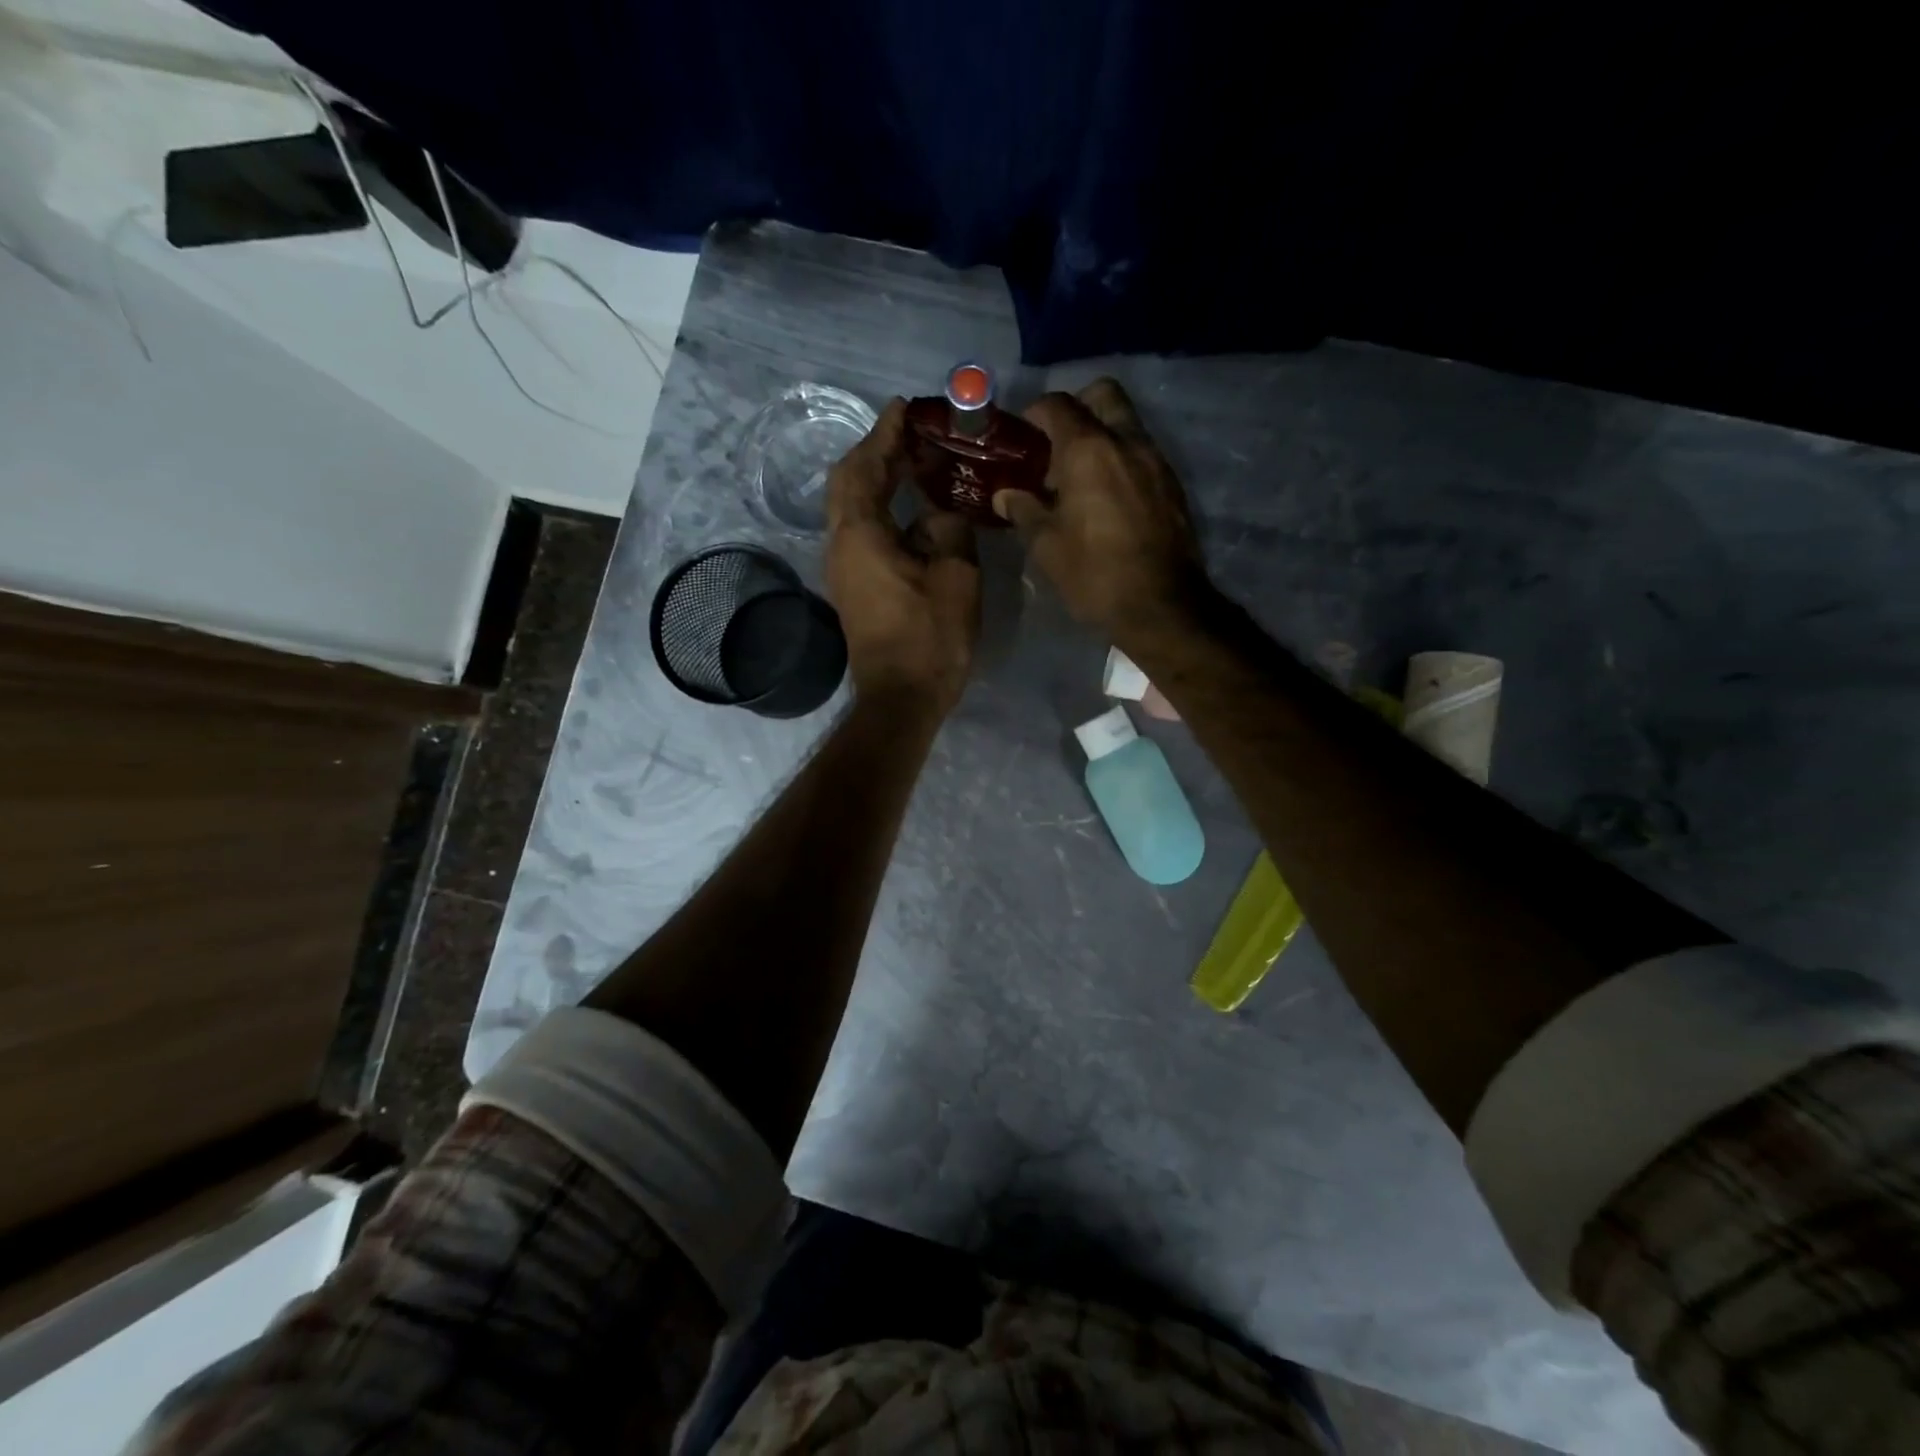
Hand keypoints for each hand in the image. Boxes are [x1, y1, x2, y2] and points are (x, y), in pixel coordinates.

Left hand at [827, 399, 980, 712]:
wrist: (901, 698)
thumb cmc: (930, 639)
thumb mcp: (955, 577)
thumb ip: (949, 529)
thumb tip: (940, 512)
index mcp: (861, 534)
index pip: (865, 466)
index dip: (886, 433)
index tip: (906, 408)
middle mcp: (841, 544)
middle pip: (849, 481)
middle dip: (878, 452)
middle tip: (914, 435)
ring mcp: (843, 568)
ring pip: (852, 506)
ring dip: (878, 479)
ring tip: (916, 464)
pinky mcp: (853, 587)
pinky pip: (861, 530)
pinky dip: (881, 508)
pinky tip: (912, 510)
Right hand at [994, 378, 1208, 636]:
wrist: (1160, 605)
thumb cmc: (1093, 573)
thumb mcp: (1046, 545)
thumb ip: (1024, 510)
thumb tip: (1005, 495)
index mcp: (1089, 449)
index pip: (1058, 405)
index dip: (1034, 413)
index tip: (1022, 436)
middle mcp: (1127, 442)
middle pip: (1103, 395)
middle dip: (1077, 408)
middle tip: (1056, 446)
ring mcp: (1156, 461)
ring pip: (1127, 425)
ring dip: (1102, 437)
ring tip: (1079, 479)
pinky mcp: (1173, 486)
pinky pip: (1142, 455)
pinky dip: (1121, 462)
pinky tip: (1107, 500)